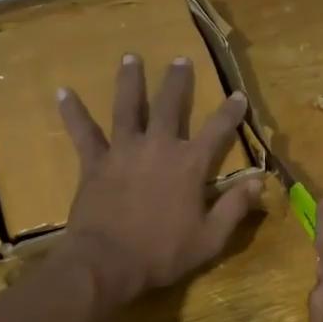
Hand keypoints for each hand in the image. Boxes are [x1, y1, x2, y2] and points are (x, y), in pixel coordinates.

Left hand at [55, 54, 261, 307]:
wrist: (107, 264)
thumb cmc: (162, 254)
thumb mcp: (210, 238)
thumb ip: (235, 207)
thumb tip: (259, 181)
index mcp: (189, 165)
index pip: (217, 130)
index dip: (230, 112)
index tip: (238, 95)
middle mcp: (158, 147)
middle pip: (170, 106)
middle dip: (177, 82)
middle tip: (180, 60)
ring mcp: (123, 151)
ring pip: (127, 107)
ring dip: (129, 81)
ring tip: (130, 58)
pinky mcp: (94, 163)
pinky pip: (83, 132)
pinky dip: (73, 112)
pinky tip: (63, 91)